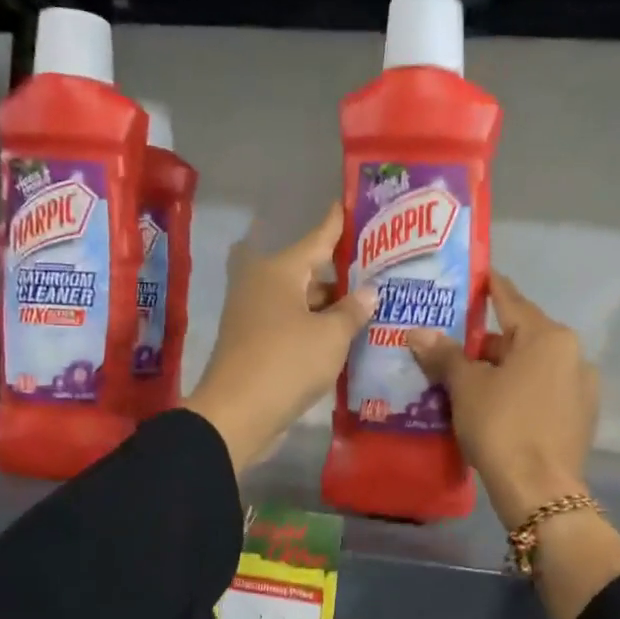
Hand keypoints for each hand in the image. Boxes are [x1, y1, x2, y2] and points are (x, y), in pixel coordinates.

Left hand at [183, 203, 375, 473]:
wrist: (237, 414)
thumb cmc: (287, 362)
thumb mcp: (331, 335)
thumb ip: (353, 310)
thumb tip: (368, 292)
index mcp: (281, 270)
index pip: (319, 237)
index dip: (338, 223)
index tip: (353, 203)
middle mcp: (264, 284)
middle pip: (311, 270)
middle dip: (343, 274)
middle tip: (381, 270)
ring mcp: (256, 313)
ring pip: (303, 300)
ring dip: (332, 305)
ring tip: (372, 306)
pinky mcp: (256, 341)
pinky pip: (294, 324)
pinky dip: (317, 326)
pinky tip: (345, 335)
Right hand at [407, 273, 597, 529]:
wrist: (540, 491)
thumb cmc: (502, 426)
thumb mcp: (467, 387)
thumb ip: (444, 355)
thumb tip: (417, 332)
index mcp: (548, 337)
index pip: (511, 300)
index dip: (489, 287)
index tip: (476, 276)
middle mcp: (573, 354)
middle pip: (523, 336)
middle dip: (488, 340)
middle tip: (453, 344)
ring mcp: (582, 387)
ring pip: (534, 366)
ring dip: (504, 368)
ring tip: (469, 379)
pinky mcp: (581, 417)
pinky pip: (544, 391)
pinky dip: (521, 391)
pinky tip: (498, 406)